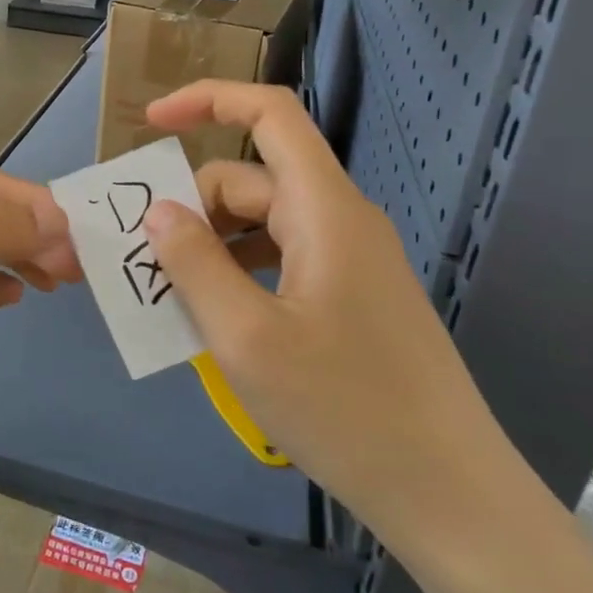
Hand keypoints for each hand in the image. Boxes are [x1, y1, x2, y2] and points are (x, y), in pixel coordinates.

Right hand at [141, 82, 502, 544]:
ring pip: (262, 225)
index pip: (269, 115)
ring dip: (211, 247)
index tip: (150, 123)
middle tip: (144, 264)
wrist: (448, 492)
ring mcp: (350, 261)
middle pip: (251, 180)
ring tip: (170, 297)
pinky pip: (280, 261)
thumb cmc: (345, 409)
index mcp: (324, 210)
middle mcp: (341, 221)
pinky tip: (215, 321)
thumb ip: (194, 264)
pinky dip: (238, 275)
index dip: (208, 100)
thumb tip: (159, 212)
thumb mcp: (246, 338)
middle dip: (192, 208)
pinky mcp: (351, 298)